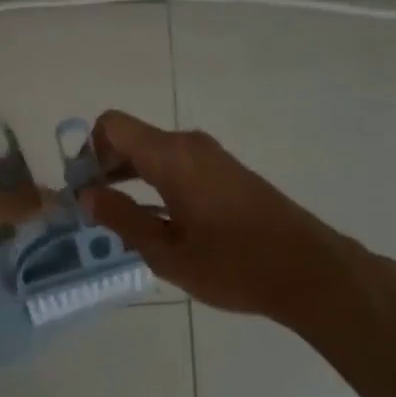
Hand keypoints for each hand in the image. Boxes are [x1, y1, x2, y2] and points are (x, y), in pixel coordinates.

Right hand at [77, 109, 361, 319]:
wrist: (309, 271)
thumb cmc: (233, 264)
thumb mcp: (167, 252)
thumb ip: (122, 219)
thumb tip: (86, 195)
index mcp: (169, 155)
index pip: (112, 125)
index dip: (89, 150)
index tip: (86, 189)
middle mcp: (188, 144)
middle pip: (131, 137)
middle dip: (107, 166)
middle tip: (97, 210)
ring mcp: (211, 155)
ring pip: (155, 151)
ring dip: (132, 176)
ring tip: (124, 220)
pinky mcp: (227, 170)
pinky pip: (178, 162)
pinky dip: (157, 180)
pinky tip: (161, 220)